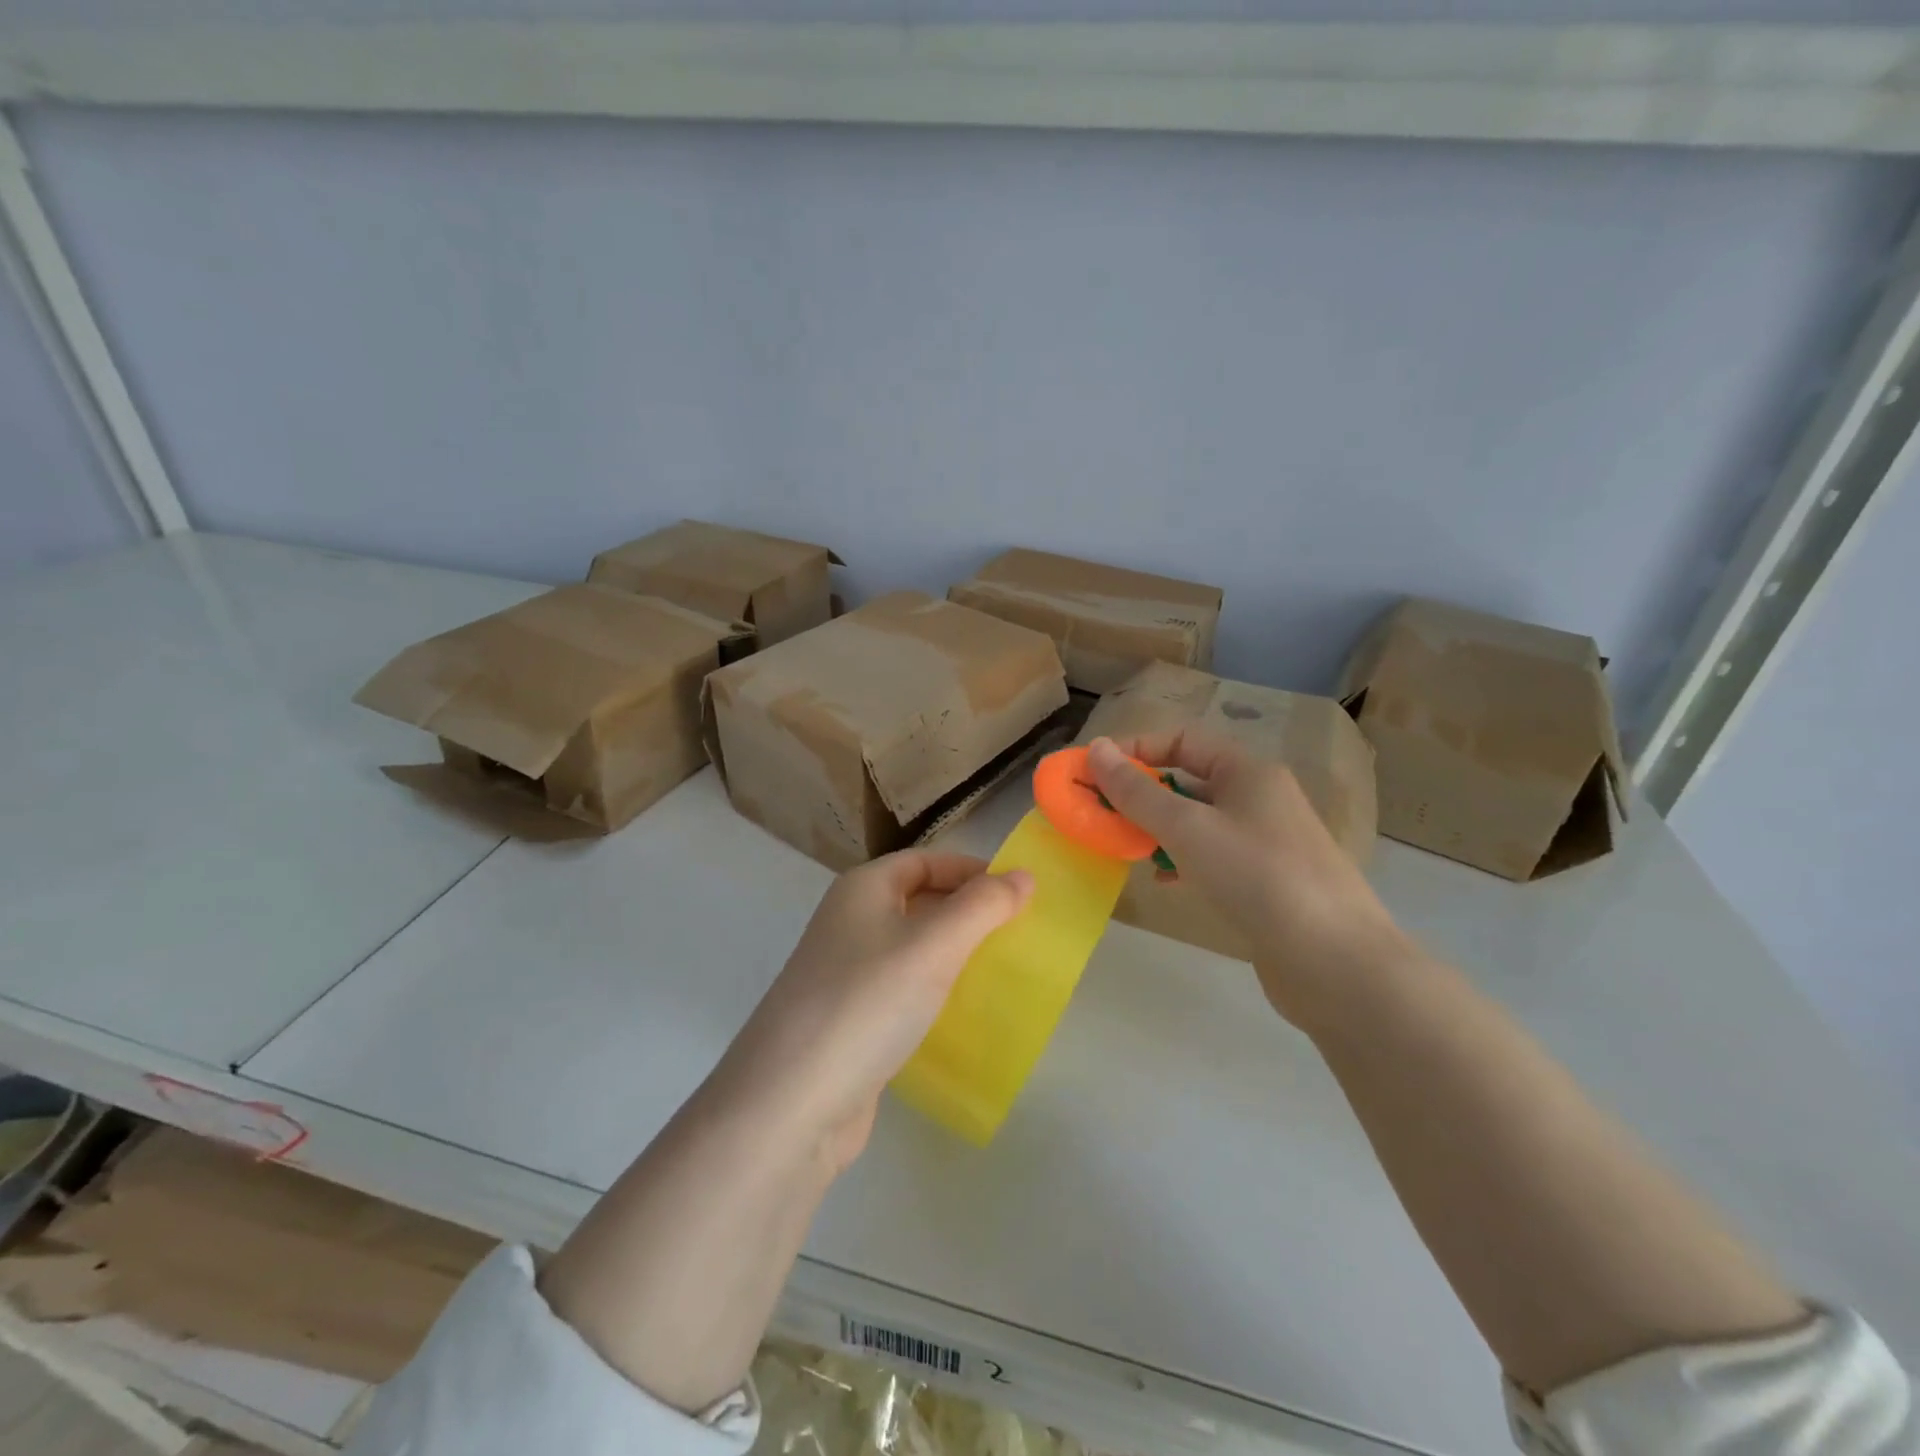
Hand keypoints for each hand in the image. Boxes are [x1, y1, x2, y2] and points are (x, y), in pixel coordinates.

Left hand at [712, 851, 1032, 1169]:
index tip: (1019, 894)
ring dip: (953, 954)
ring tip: (998, 970)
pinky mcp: (850, 1020)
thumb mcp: (934, 945)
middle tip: (1016, 934)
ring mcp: (845, 974)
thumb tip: (1023, 875)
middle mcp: (849, 922)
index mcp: (862, 889)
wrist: (791, 1103)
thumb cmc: (867, 1002)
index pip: (926, 861)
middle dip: (966, 912)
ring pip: (911, 948)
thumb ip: (983, 906)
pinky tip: (960, 1013)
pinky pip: (901, 990)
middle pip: (918, 900)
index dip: (972, 870)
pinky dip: (933, 992)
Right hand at [1086, 732, 1409, 1025]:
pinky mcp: (1266, 881)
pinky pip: (1211, 856)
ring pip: (1198, 821)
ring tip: (1125, 848)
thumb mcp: (1188, 828)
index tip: (1095, 773)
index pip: (1182, 739)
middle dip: (1142, 794)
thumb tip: (1097, 749)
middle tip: (1101, 815)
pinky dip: (1181, 861)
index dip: (1136, 749)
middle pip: (1188, 780)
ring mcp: (1266, 841)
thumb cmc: (1257, 877)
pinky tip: (1163, 882)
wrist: (1334, 962)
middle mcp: (1260, 798)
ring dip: (1158, 829)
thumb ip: (1138, 791)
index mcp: (1248, 771)